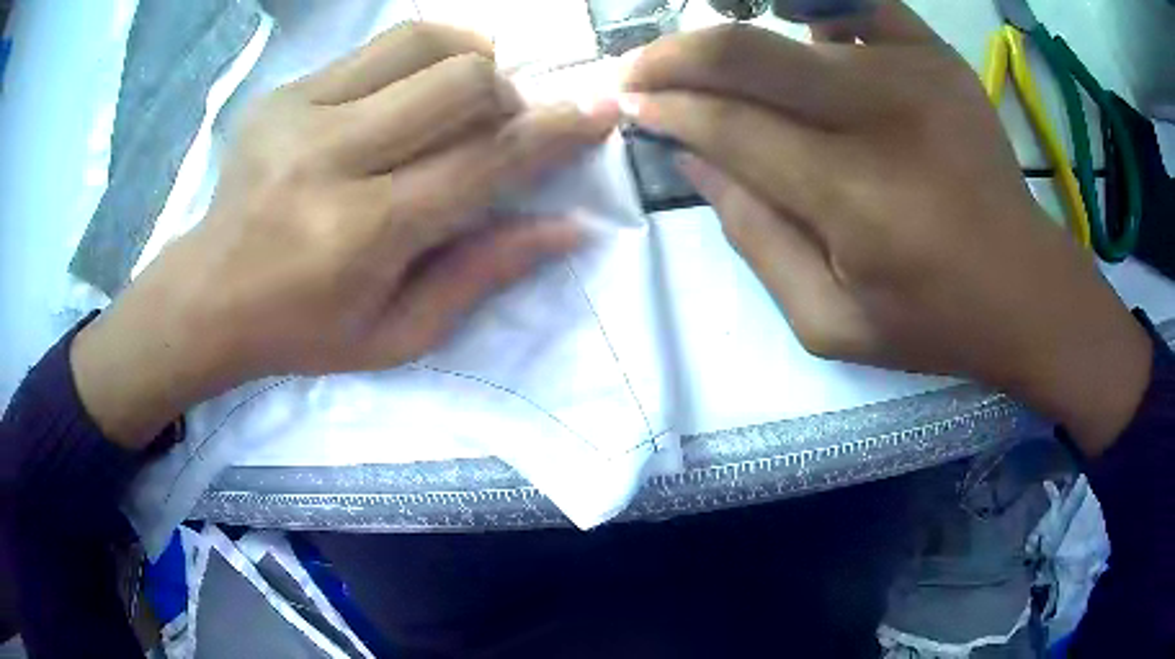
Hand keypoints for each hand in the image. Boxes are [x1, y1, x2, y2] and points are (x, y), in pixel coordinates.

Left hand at [72, 23, 618, 446]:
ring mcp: (300, 112)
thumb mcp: (397, 334)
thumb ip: (482, 273)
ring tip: (463, 97)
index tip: (600, 112)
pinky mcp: (283, 92)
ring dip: (467, 61)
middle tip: (502, 125)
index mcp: (363, 231)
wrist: (207, 295)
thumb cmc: (302, 330)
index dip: (555, 133)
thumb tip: (567, 227)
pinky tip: (410, 94)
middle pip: (461, 80)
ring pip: (422, 42)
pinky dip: (418, 59)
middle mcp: (332, 157)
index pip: (484, 161)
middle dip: (507, 96)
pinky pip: (376, 46)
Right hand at [624, 2, 1150, 454]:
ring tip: (710, 62)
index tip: (628, 105)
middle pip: (745, 53)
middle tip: (640, 70)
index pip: (728, 127)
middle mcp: (880, 117)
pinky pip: (854, 4)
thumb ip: (755, 239)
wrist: (1026, 288)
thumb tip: (697, 161)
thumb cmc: (933, 319)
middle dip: (672, 57)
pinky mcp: (935, 55)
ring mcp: (913, 73)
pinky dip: (807, 7)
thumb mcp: (831, 321)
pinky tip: (791, 28)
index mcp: (854, 197)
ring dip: (732, 39)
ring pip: (788, 25)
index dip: (666, 109)